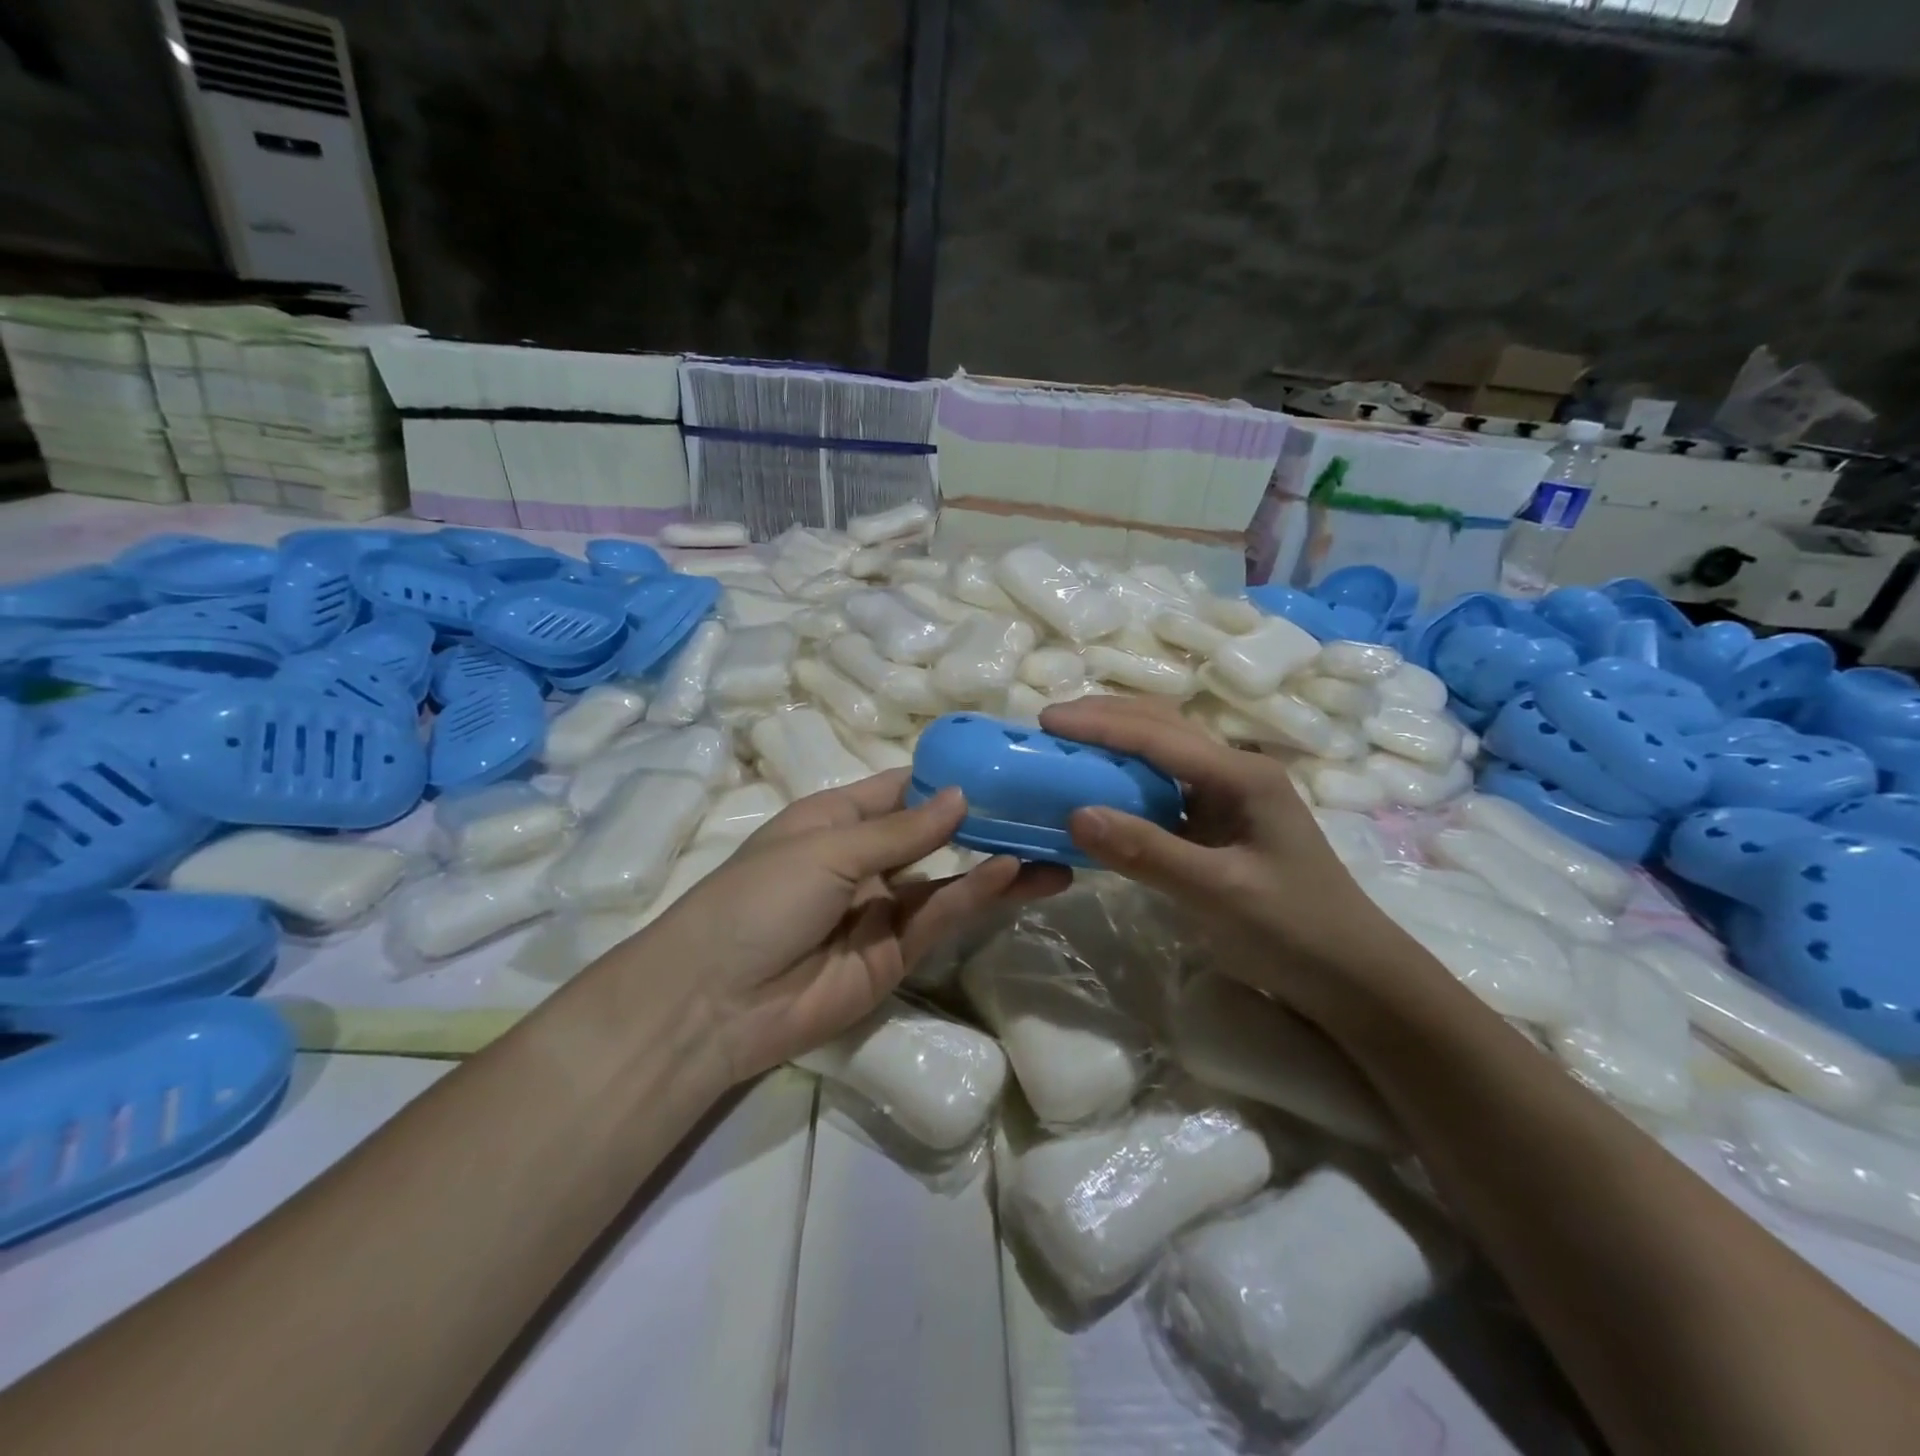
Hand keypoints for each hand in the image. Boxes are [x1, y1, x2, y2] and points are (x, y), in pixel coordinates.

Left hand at [641, 769, 1067, 1083]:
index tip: (1003, 762)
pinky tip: (1012, 872)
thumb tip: (962, 796)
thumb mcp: (827, 849)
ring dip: (996, 861)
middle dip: (983, 821)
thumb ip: (901, 830)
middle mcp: (865, 860)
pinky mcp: (897, 955)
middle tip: (1043, 806)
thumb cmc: (760, 898)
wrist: (716, 1002)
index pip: (902, 789)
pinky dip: (975, 894)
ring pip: (948, 878)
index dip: (948, 776)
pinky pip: (941, 916)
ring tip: (1052, 844)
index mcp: (837, 820)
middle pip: (934, 834)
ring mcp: (883, 910)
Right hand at [1039, 696, 1426, 1026]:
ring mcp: (1227, 797)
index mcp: (1242, 775)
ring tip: (1064, 747)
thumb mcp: (1219, 893)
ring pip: (1162, 752)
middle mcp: (1234, 772)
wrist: (1352, 978)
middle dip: (1105, 719)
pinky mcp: (1217, 824)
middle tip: (1048, 727)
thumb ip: (1148, 851)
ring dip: (1114, 742)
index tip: (1046, 720)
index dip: (1099, 724)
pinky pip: (1162, 788)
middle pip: (1162, 727)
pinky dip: (1125, 779)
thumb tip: (1075, 813)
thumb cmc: (1294, 931)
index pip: (1159, 735)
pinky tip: (1098, 789)